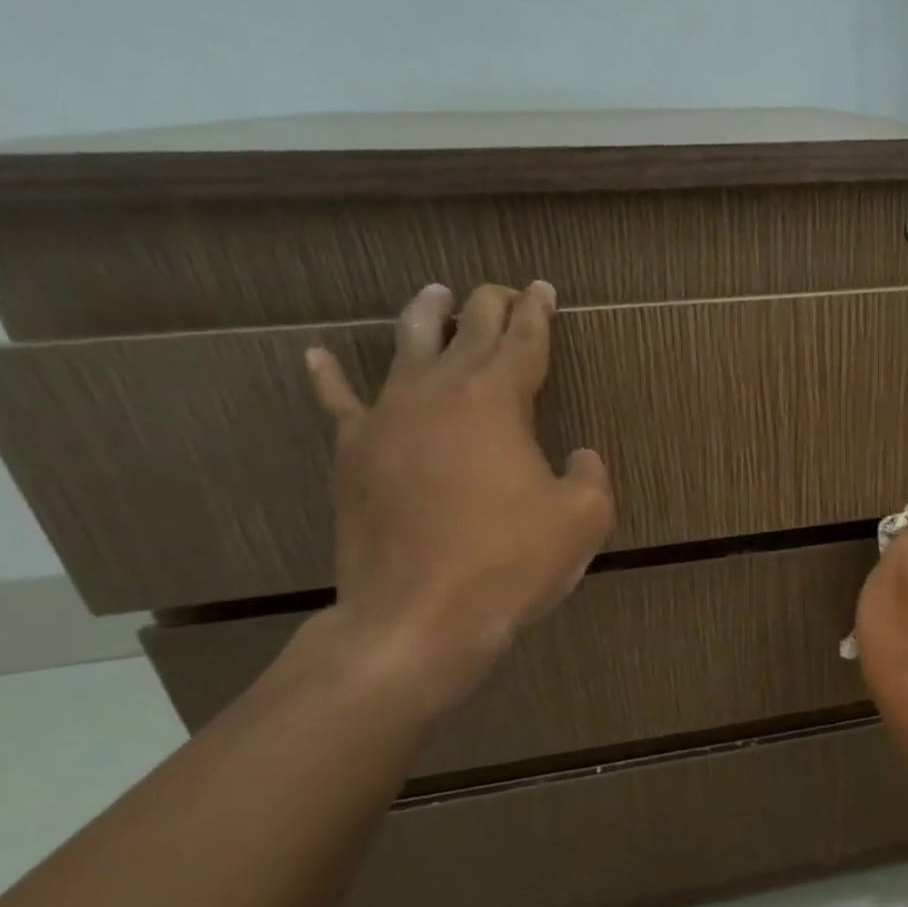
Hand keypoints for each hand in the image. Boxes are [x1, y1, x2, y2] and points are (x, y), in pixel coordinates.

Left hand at [300, 281, 614, 711]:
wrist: (418, 617)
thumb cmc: (510, 563)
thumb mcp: (583, 520)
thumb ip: (590, 476)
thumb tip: (577, 457)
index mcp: (496, 400)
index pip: (523, 340)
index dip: (538, 312)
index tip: (543, 289)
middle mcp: (438, 393)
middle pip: (466, 331)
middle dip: (489, 305)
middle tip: (504, 290)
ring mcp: (387, 420)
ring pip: (406, 347)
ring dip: (425, 316)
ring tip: (435, 293)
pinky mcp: (354, 455)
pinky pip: (340, 403)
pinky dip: (329, 376)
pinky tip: (317, 355)